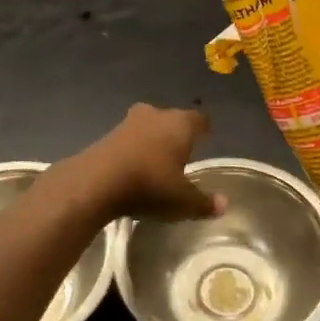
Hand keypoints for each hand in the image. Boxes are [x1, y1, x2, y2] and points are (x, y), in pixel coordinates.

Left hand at [75, 103, 223, 220]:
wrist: (95, 182)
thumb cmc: (150, 185)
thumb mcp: (182, 201)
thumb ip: (204, 202)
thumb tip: (224, 204)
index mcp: (180, 125)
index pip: (199, 120)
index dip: (204, 129)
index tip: (207, 136)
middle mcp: (156, 116)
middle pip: (172, 119)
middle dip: (176, 133)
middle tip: (182, 151)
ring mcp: (128, 123)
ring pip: (148, 127)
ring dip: (152, 140)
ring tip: (157, 160)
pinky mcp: (106, 136)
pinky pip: (128, 140)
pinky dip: (133, 150)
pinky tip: (133, 167)